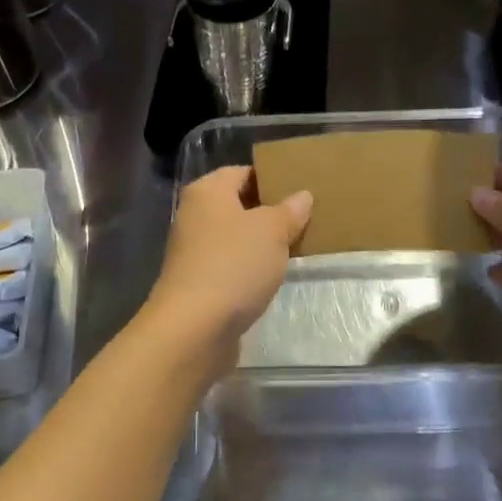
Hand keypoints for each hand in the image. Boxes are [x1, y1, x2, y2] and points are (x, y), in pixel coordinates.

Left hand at [145, 166, 311, 371]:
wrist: (194, 328)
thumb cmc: (233, 265)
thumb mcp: (272, 231)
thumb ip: (289, 211)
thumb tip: (302, 196)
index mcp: (207, 191)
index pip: (243, 172)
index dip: (272, 178)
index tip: (303, 189)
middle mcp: (196, 215)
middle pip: (239, 204)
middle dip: (271, 211)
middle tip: (307, 218)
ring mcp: (195, 250)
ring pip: (237, 237)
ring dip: (263, 242)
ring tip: (298, 245)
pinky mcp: (200, 282)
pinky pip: (232, 264)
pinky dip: (251, 267)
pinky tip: (274, 275)